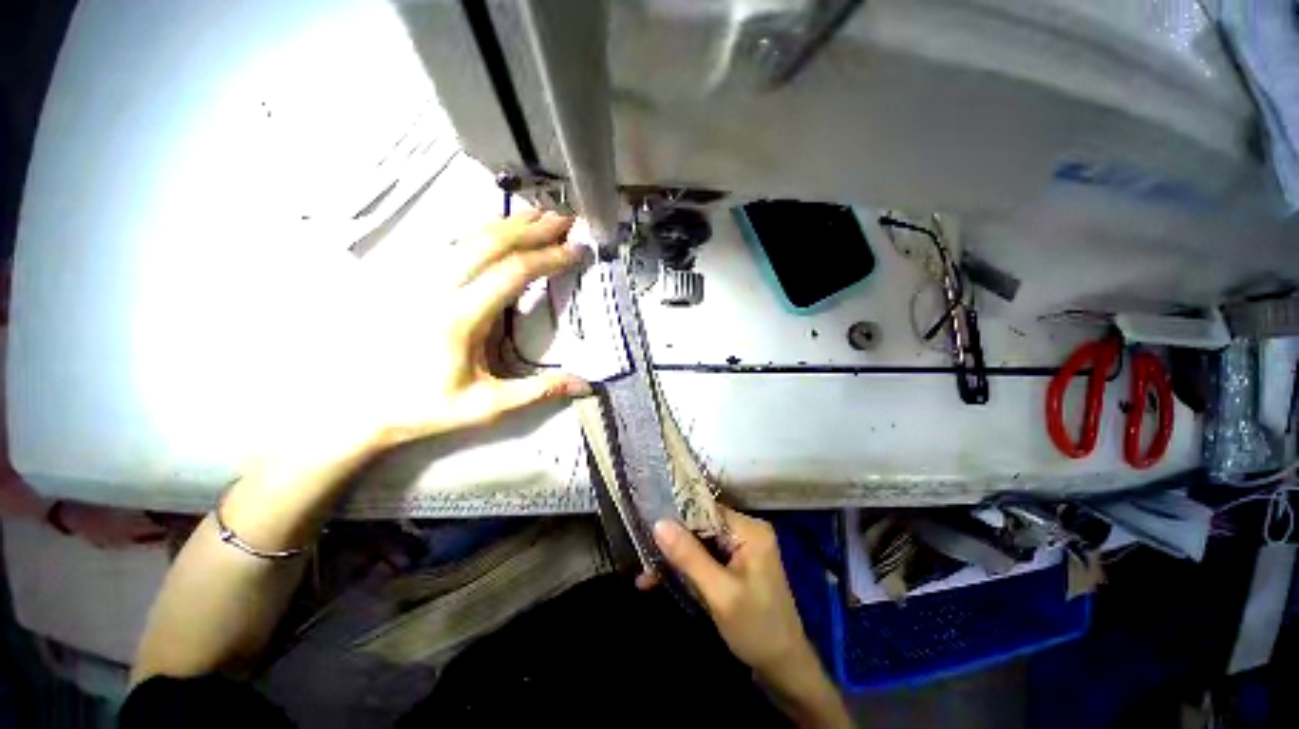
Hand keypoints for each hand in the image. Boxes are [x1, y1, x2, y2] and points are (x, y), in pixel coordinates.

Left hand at [373, 210, 590, 445]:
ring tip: (540, 213)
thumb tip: (586, 385)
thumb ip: (538, 391)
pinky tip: (497, 225)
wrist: (362, 406)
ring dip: (508, 222)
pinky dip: (481, 228)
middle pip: (491, 243)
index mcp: (461, 317)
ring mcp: (421, 278)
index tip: (577, 250)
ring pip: (468, 235)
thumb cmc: (426, 407)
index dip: (549, 257)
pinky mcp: (412, 279)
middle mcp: (439, 287)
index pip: (513, 272)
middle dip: (533, 229)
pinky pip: (450, 241)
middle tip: (565, 220)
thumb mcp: (488, 406)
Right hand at [652, 508, 812, 676]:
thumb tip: (658, 523)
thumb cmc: (757, 629)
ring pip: (699, 541)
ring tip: (647, 575)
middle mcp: (746, 530)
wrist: (785, 668)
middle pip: (700, 524)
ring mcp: (741, 546)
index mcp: (749, 530)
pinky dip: (686, 568)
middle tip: (644, 557)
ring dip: (676, 558)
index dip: (676, 516)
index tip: (647, 526)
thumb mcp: (720, 594)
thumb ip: (689, 557)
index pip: (705, 509)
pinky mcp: (735, 563)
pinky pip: (705, 556)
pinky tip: (662, 580)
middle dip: (673, 543)